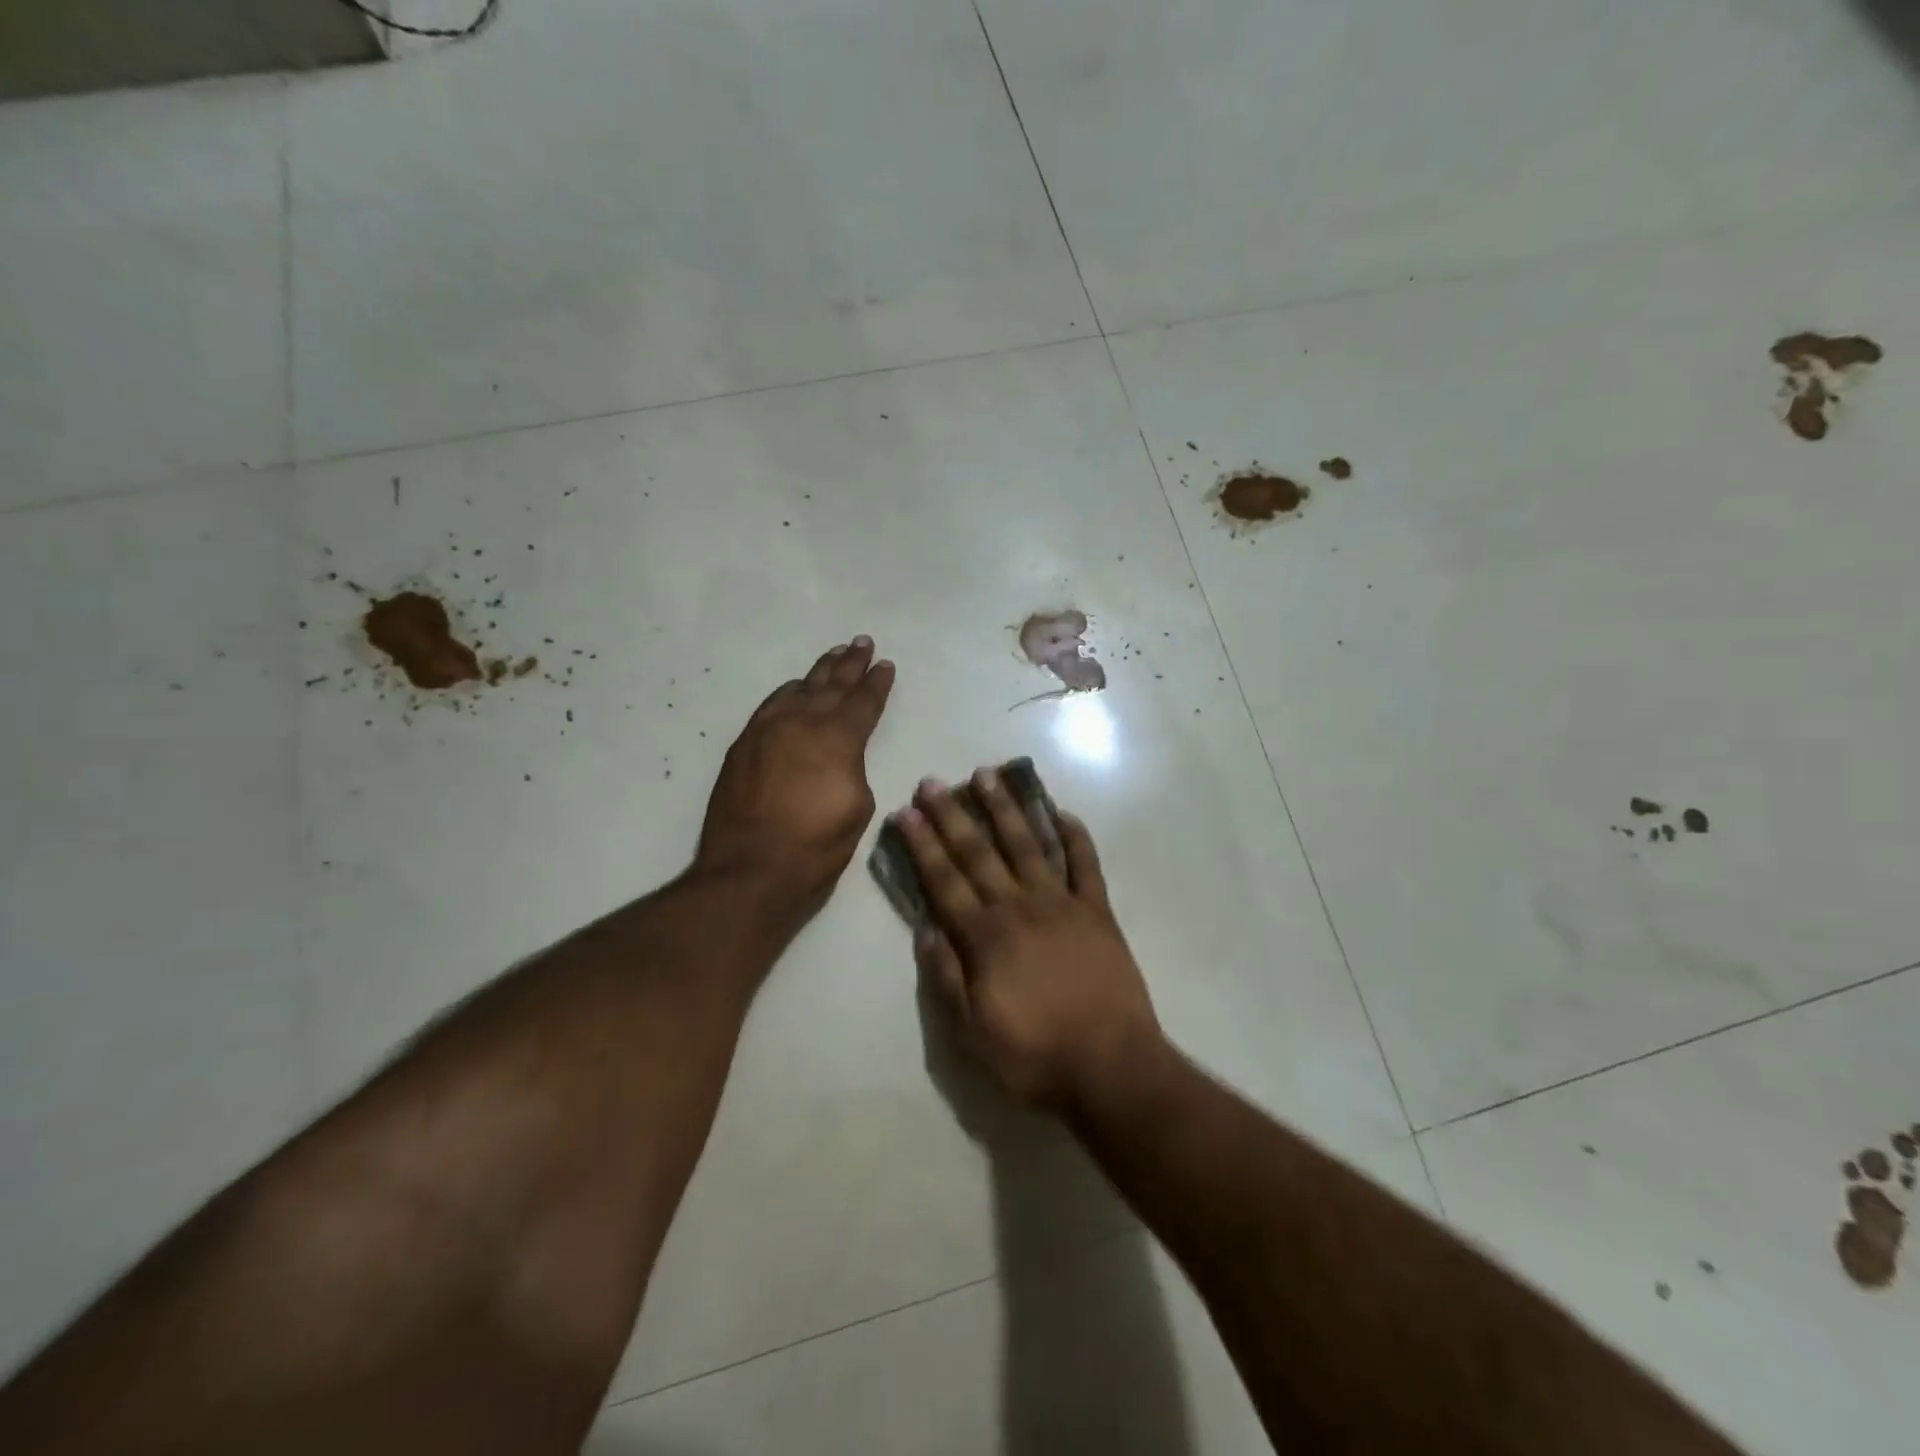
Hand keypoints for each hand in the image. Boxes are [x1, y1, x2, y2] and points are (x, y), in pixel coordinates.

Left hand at [696, 637, 894, 911]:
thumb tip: (839, 757)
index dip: (877, 683)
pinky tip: (794, 686)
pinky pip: (770, 705)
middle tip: (862, 643)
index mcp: (838, 739)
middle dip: (850, 664)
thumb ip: (852, 769)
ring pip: (799, 689)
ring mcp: (768, 730)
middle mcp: (803, 723)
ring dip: (819, 671)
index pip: (863, 702)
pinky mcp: (744, 744)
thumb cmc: (816, 846)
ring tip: (835, 654)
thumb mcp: (857, 807)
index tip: (885, 665)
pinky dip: (787, 692)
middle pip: (831, 685)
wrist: (751, 869)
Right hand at [895, 769, 1162, 1110]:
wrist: (1112, 1068)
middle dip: (953, 815)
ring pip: (1028, 845)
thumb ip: (946, 977)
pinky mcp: (1098, 912)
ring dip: (1006, 809)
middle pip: (979, 853)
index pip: (945, 881)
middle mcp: (1019, 908)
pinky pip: (1086, 865)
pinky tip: (1062, 813)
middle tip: (934, 782)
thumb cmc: (1035, 1056)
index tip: (907, 812)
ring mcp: (1062, 905)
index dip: (923, 845)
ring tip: (989, 775)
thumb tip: (924, 928)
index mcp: (986, 937)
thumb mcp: (972, 1033)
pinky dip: (1075, 837)